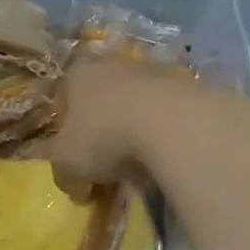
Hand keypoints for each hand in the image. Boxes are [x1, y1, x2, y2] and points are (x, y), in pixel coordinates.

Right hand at [47, 55, 203, 192]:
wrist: (171, 125)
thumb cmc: (103, 137)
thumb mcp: (65, 163)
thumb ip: (63, 172)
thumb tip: (74, 184)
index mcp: (78, 75)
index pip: (65, 98)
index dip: (66, 128)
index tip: (73, 155)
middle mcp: (113, 65)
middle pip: (102, 100)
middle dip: (102, 131)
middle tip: (105, 164)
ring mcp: (153, 72)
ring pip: (136, 106)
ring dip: (134, 132)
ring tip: (139, 167)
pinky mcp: (186, 87)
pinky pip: (165, 116)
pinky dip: (162, 135)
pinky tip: (164, 159)